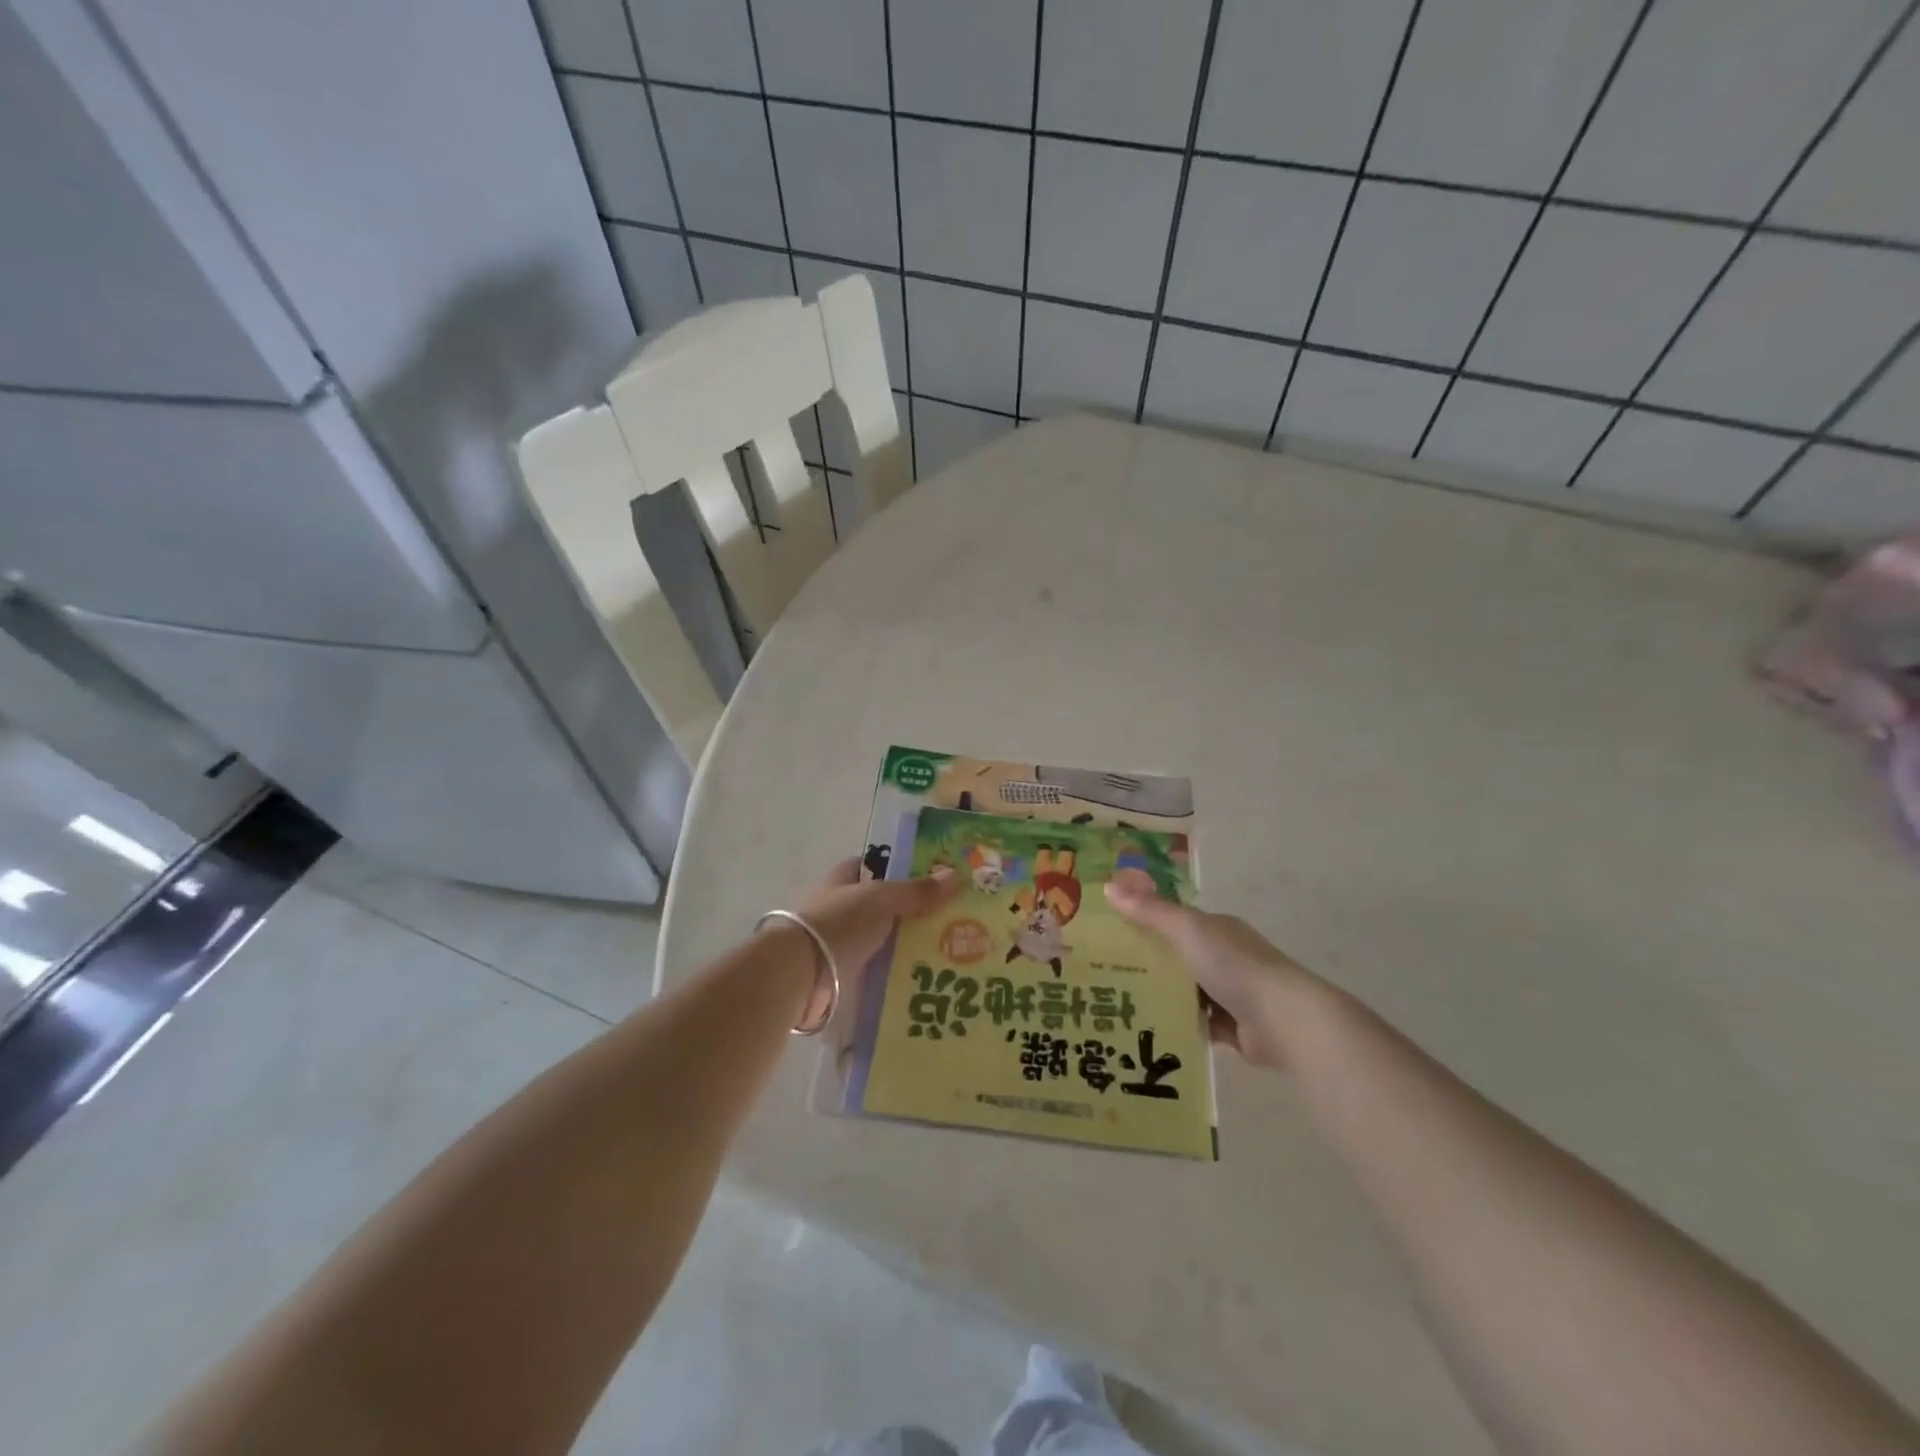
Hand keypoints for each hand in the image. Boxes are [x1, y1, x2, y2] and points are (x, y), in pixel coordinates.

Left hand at [779, 858, 959, 1028]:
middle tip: (942, 922)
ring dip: (897, 948)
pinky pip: (869, 972)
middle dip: (902, 914)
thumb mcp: (882, 900)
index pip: (865, 867)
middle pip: (873, 907)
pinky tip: (914, 982)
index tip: (924, 879)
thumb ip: (916, 891)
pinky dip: (888, 976)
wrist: (799, 975)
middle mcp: (834, 910)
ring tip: (937, 956)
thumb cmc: (838, 924)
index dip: (891, 869)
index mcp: (839, 882)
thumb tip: (954, 875)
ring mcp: (832, 944)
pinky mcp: (834, 976)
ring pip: (873, 941)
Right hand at [1104, 879, 1328, 1068]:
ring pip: (1188, 992)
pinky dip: (1180, 1025)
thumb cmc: (1233, 965)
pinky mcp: (1235, 1028)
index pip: (1177, 921)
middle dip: (1150, 964)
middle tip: (1106, 973)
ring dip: (1164, 997)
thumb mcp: (1186, 930)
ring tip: (1120, 1003)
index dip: (1146, 923)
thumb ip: (1150, 911)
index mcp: (1218, 928)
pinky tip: (1151, 1029)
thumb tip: (1108, 887)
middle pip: (1180, 957)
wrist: (1283, 1020)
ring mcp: (1232, 993)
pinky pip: (1199, 1024)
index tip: (1111, 934)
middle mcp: (1226, 957)